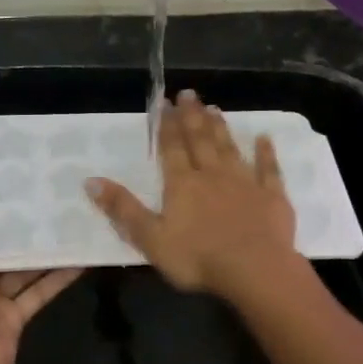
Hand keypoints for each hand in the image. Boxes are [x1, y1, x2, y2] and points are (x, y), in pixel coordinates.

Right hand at [87, 90, 298, 297]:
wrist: (255, 270)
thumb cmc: (198, 258)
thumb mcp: (150, 238)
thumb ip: (123, 209)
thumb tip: (90, 180)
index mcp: (182, 184)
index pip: (172, 148)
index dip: (167, 125)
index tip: (164, 102)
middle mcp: (212, 175)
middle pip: (201, 140)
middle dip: (192, 116)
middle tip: (189, 93)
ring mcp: (245, 183)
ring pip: (230, 149)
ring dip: (221, 128)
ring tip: (215, 108)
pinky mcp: (272, 197)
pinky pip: (269, 169)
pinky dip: (266, 153)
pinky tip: (265, 138)